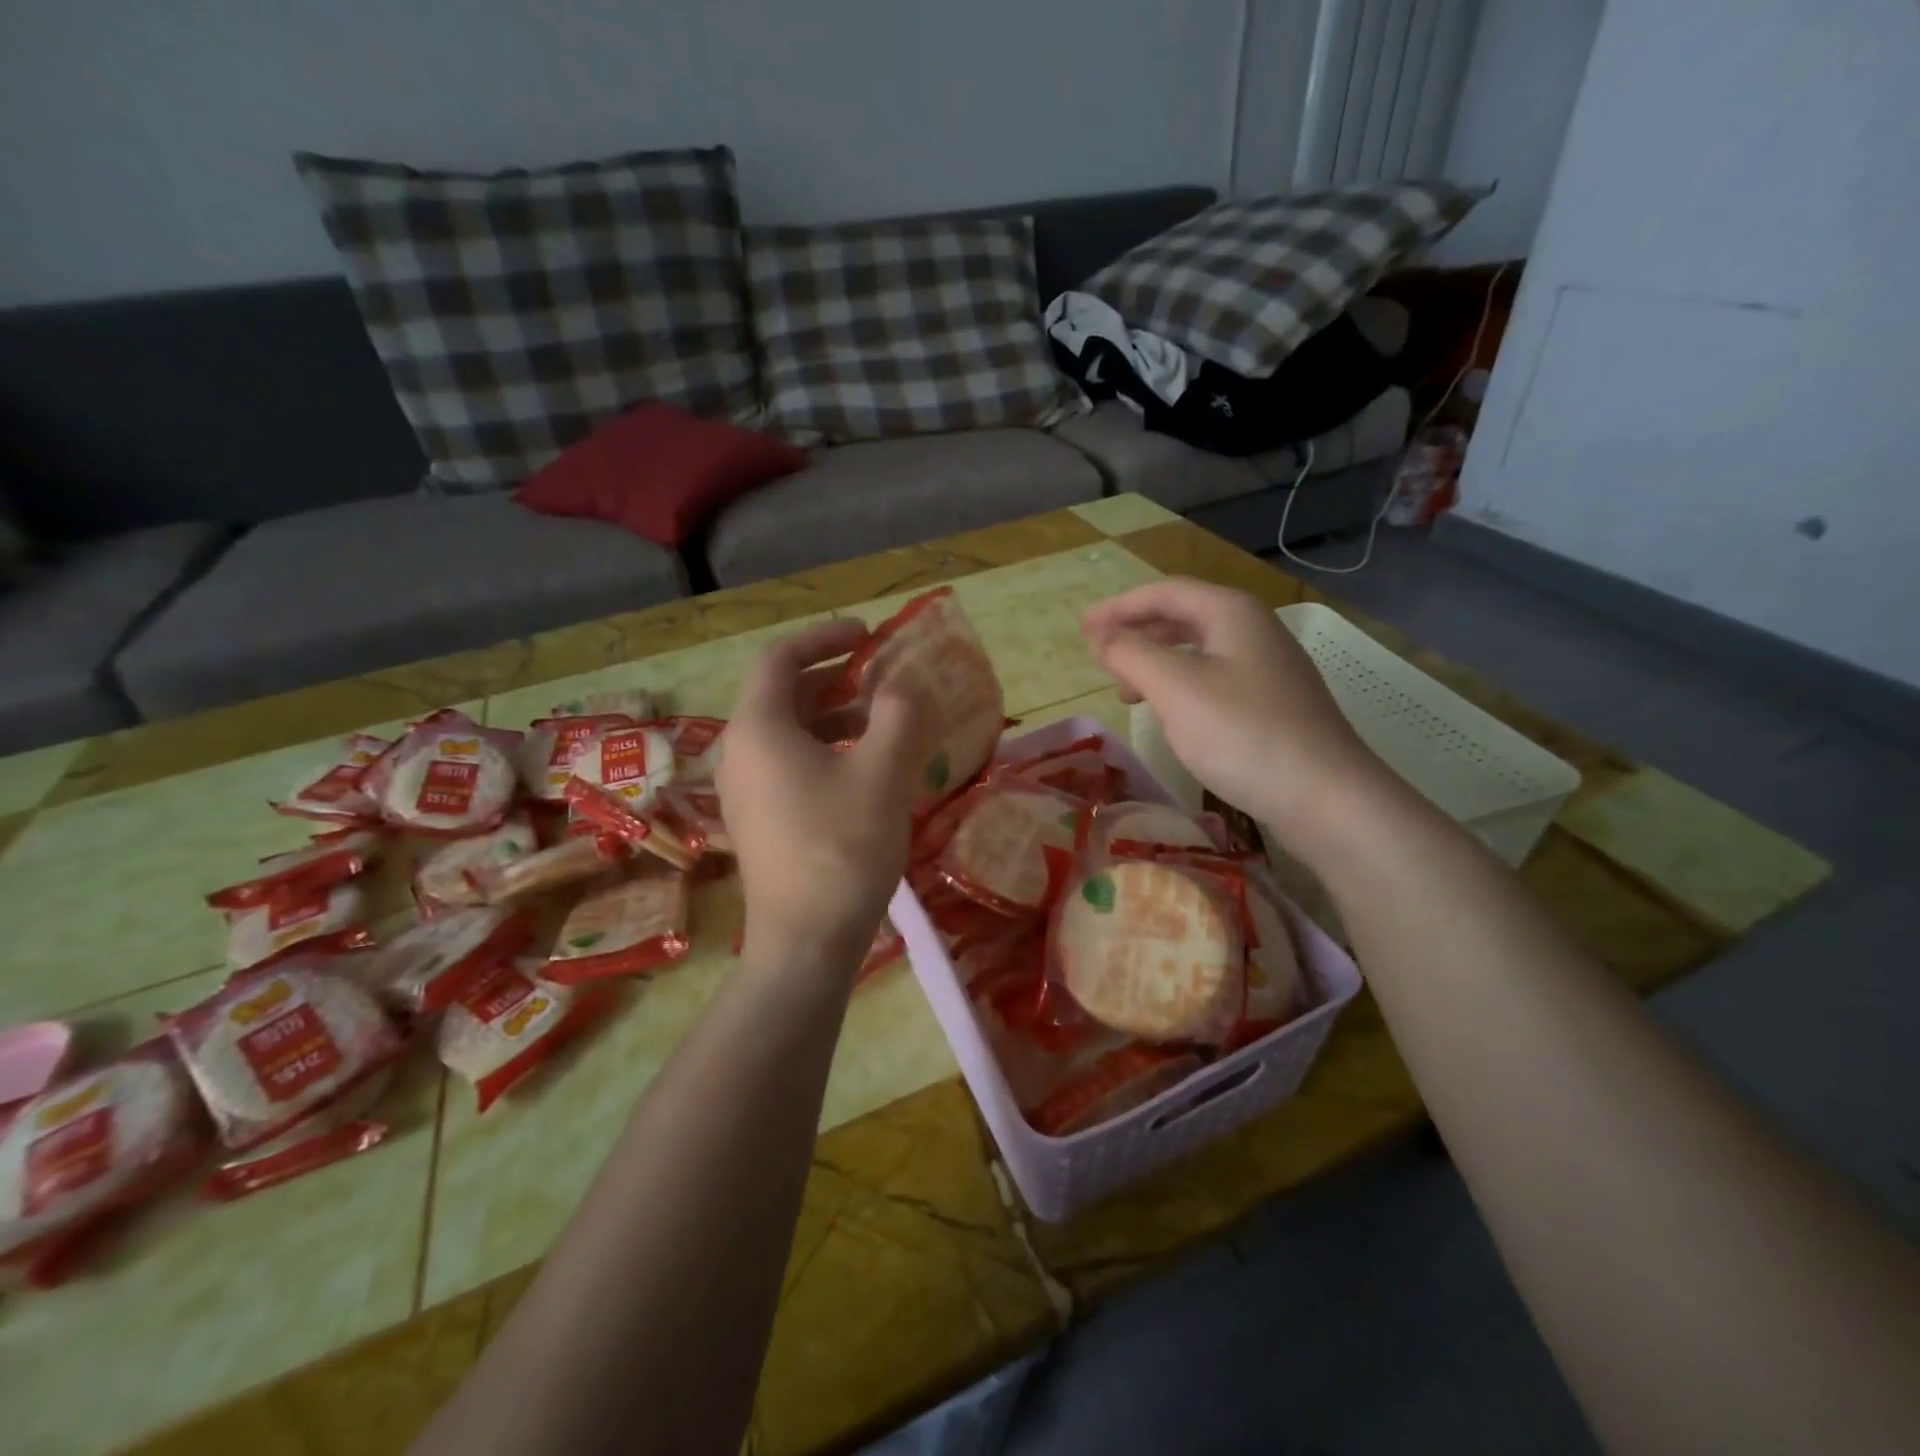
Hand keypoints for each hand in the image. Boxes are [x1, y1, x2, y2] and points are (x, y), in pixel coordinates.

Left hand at [718, 619, 932, 968]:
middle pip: (783, 693)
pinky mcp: (759, 819)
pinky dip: (826, 749)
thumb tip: (904, 683)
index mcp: (759, 728)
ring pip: (789, 731)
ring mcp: (745, 789)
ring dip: (835, 716)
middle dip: (835, 677)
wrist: (805, 942)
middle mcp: (740, 751)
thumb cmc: (842, 849)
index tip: (868, 635)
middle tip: (882, 677)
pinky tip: (865, 770)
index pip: (779, 658)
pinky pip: (789, 763)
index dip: (823, 636)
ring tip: (883, 723)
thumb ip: (899, 714)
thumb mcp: (883, 774)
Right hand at [1081, 579, 1392, 842]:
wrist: (1325, 795)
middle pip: (1182, 616)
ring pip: (1197, 650)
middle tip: (1099, 658)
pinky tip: (1169, 713)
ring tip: (1125, 690)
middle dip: (1135, 633)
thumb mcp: (1174, 687)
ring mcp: (1268, 667)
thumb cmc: (1242, 733)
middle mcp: (1253, 629)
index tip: (1081, 629)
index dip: (1118, 607)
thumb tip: (1099, 634)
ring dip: (1155, 662)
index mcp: (1231, 612)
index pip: (1163, 593)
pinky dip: (1179, 685)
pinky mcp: (1273, 702)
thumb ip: (1130, 653)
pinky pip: (1213, 678)